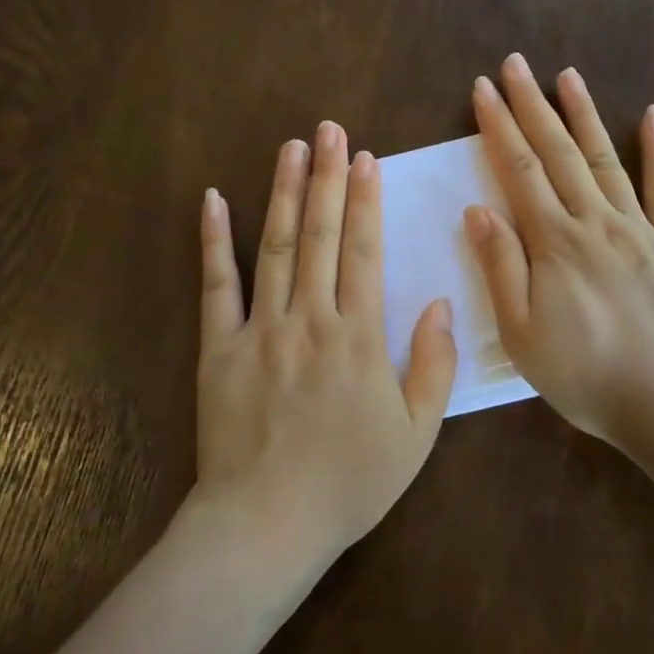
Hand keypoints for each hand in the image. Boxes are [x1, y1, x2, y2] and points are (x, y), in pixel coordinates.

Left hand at [195, 121, 458, 562]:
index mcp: (358, 339)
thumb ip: (433, 366)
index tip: (366, 159)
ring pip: (272, 247)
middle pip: (319, 235)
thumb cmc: (348, 483)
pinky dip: (213, 240)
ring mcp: (258, 330)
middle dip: (327, 177)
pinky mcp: (218, 348)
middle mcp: (309, 320)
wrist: (266, 525)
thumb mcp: (415, 435)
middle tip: (331, 128)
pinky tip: (211, 199)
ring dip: (282, 192)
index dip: (366, 202)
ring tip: (291, 147)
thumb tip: (441, 303)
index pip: (364, 253)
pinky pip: (215, 286)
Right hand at [464, 54, 653, 456]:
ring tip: (566, 75)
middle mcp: (597, 222)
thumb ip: (500, 267)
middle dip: (532, 105)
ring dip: (584, 114)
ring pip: (606, 159)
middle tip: (514, 64)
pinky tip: (651, 117)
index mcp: (555, 243)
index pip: (520, 170)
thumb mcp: (522, 334)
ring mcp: (642, 229)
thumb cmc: (586, 375)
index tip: (482, 89)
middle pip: (558, 152)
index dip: (498, 126)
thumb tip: (477, 209)